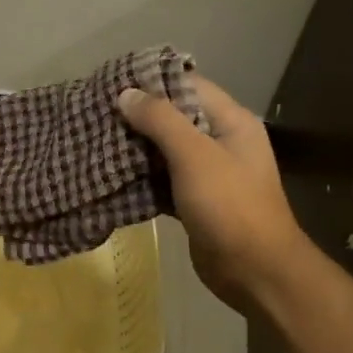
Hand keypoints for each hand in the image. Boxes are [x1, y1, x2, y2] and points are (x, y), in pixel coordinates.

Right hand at [116, 75, 305, 311]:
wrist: (256, 272)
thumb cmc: (230, 206)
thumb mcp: (195, 156)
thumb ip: (161, 120)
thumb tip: (126, 93)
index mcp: (232, 122)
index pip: (190, 85)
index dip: (153, 81)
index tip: (113, 81)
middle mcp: (222, 141)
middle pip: (176, 117)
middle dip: (139, 115)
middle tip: (97, 112)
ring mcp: (210, 174)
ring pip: (166, 150)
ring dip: (136, 146)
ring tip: (96, 138)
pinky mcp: (196, 201)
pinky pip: (164, 179)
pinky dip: (141, 176)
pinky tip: (112, 173)